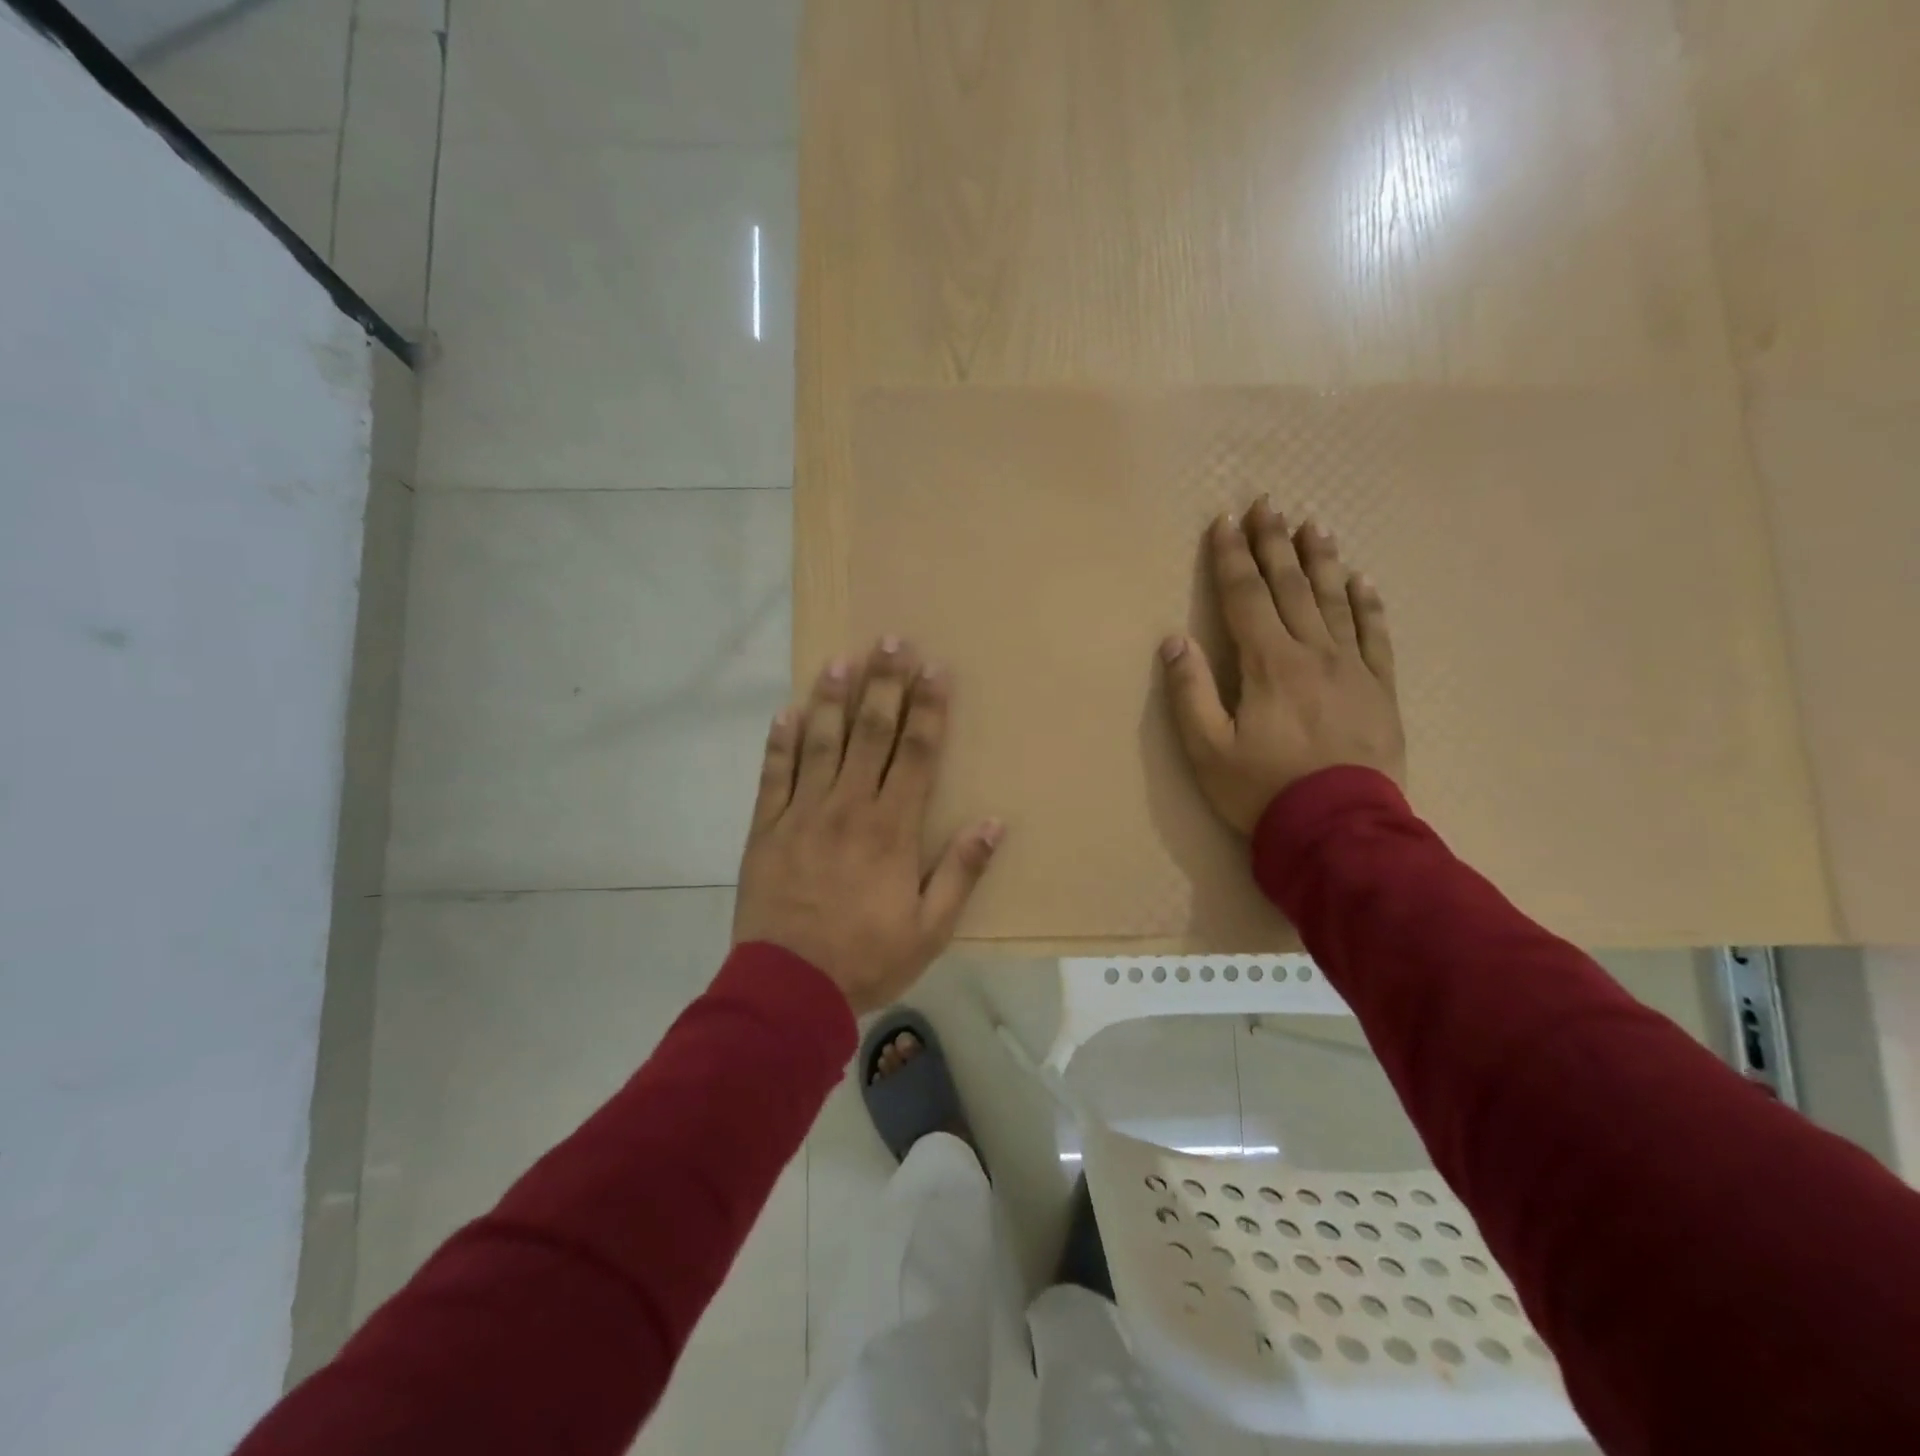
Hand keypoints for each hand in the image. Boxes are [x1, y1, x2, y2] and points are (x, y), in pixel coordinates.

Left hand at [733, 639, 1003, 1015]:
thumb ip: (961, 872)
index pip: (917, 753)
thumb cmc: (867, 957)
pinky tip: (786, 712)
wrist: (789, 989)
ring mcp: (802, 814)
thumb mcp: (931, 928)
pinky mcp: (766, 829)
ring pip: (820, 743)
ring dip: (832, 700)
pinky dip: (780, 743)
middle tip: (891, 641)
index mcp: (892, 828)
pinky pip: (773, 775)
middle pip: (870, 734)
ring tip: (841, 661)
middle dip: (884, 685)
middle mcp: (848, 808)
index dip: (929, 709)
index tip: (935, 670)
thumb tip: (994, 823)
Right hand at [1161, 497, 1405, 833]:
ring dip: (1321, 561)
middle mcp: (1313, 653)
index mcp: (1268, 665)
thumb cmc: (1263, 790)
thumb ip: (1189, 692)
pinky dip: (1367, 605)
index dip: (1231, 558)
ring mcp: (1353, 668)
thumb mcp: (1207, 750)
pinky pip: (1375, 635)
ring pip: (1335, 601)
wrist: (1340, 830)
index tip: (1224, 523)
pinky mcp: (1380, 689)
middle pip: (1291, 587)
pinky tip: (1362, 582)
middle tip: (1268, 505)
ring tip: (1314, 526)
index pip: (1246, 597)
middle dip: (1275, 544)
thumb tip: (1174, 640)